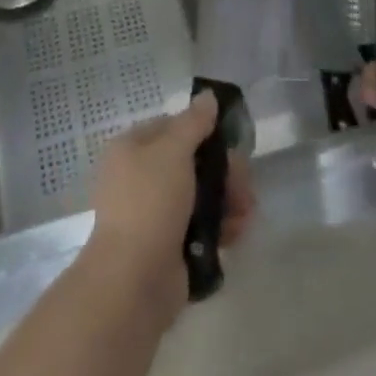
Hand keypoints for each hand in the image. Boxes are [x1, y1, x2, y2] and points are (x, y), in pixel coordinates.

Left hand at [85, 92, 254, 312]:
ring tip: (245, 213)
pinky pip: (201, 226)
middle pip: (192, 162)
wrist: (133, 280)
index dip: (203, 131)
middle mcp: (140, 177)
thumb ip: (194, 122)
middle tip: (244, 184)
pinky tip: (236, 233)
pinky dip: (221, 227)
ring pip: (201, 195)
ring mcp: (154, 213)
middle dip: (224, 171)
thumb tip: (207, 96)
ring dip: (228, 200)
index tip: (230, 142)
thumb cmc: (150, 203)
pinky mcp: (170, 245)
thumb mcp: (173, 151)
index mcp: (131, 149)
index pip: (172, 127)